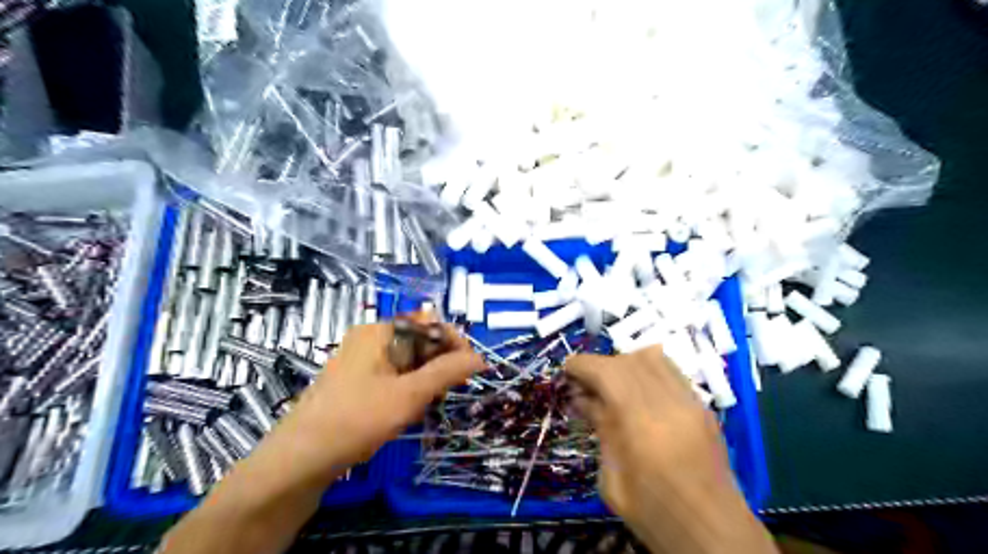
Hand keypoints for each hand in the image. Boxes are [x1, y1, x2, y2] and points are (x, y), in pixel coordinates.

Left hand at [254, 318, 484, 487]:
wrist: (300, 460)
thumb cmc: (357, 419)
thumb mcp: (409, 395)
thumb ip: (447, 372)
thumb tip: (480, 359)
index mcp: (380, 330)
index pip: (431, 323)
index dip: (455, 344)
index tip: (472, 370)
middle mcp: (370, 337)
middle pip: (419, 339)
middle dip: (439, 362)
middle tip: (448, 392)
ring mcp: (360, 358)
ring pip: (407, 359)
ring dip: (425, 377)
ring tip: (427, 403)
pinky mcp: (355, 379)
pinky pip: (393, 373)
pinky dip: (408, 386)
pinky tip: (407, 409)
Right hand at [568, 348, 775, 553]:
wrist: (713, 534)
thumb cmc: (655, 514)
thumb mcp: (612, 479)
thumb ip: (600, 430)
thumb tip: (582, 398)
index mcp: (642, 425)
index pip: (608, 372)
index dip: (582, 365)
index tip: (567, 372)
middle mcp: (669, 403)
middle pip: (629, 360)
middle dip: (601, 365)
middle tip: (586, 386)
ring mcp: (691, 402)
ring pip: (654, 357)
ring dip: (626, 363)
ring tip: (613, 386)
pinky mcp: (703, 407)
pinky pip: (671, 371)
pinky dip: (648, 371)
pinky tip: (640, 394)